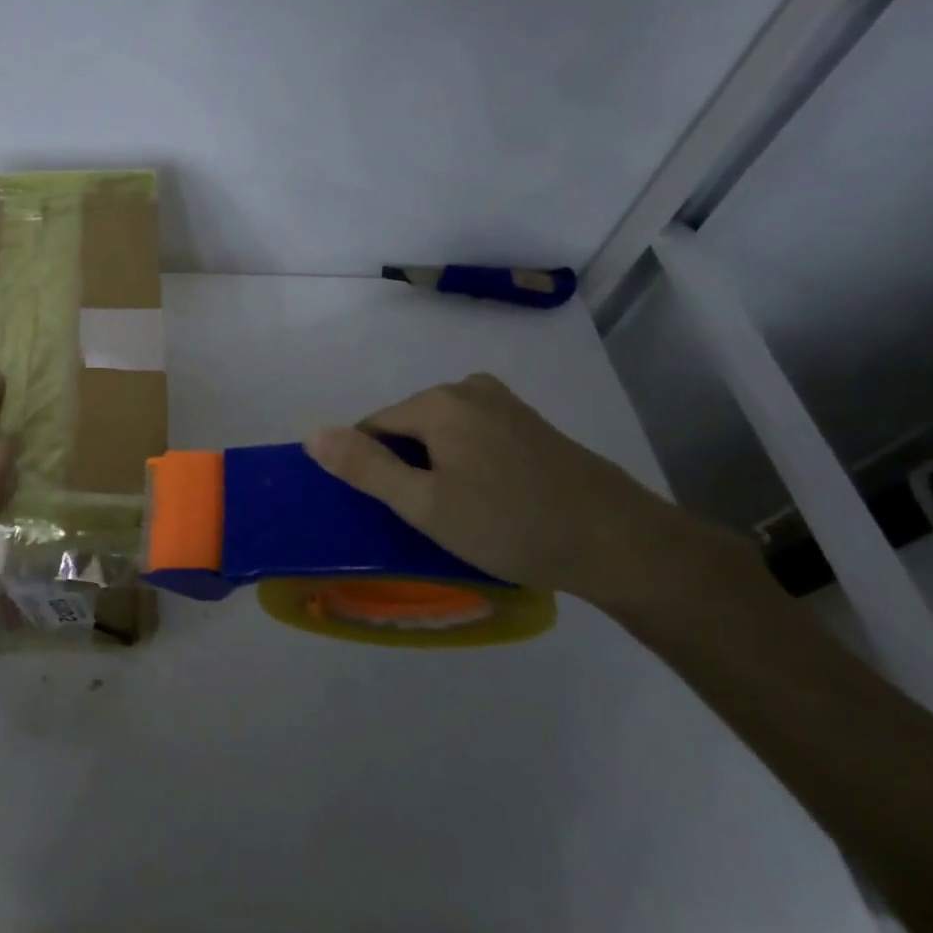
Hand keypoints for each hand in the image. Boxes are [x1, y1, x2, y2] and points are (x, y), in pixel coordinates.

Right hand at [305, 373, 764, 614]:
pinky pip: (475, 438)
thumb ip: (364, 467)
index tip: (394, 511)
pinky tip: (492, 501)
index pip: (372, 427)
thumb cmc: (510, 524)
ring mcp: (505, 404)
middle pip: (408, 427)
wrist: (621, 544)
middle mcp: (468, 389)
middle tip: (431, 518)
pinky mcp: (531, 425)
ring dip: (438, 469)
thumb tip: (312, 433)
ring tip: (461, 514)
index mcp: (437, 402)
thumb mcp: (423, 504)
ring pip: (442, 435)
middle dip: (407, 468)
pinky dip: (468, 464)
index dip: (373, 470)